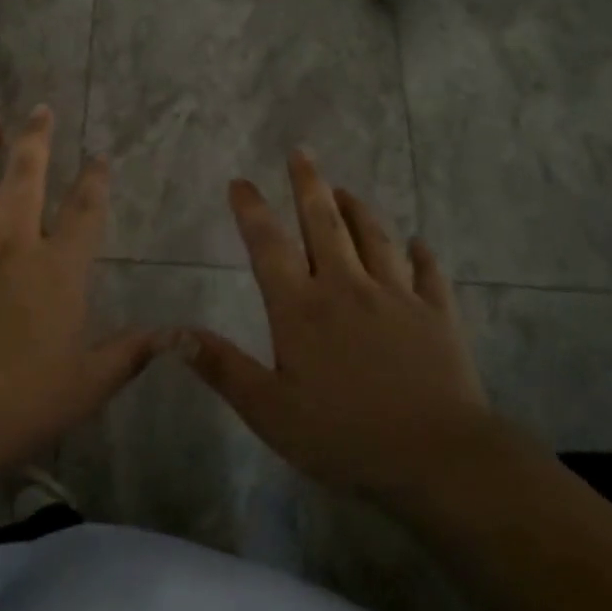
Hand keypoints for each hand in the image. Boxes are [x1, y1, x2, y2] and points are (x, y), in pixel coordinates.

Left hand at [0, 105, 160, 478]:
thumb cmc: (14, 406)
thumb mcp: (85, 386)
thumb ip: (129, 354)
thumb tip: (177, 336)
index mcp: (56, 269)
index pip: (84, 212)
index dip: (94, 181)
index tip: (98, 156)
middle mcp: (10, 241)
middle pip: (27, 176)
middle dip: (36, 139)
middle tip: (40, 107)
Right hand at [183, 150, 495, 502]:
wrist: (437, 458)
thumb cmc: (344, 436)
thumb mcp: (269, 411)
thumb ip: (222, 368)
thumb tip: (173, 333)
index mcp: (301, 308)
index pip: (269, 246)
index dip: (252, 210)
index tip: (240, 181)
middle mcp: (347, 288)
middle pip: (324, 224)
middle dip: (309, 185)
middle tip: (301, 152)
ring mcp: (397, 297)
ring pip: (375, 238)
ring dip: (358, 209)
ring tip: (346, 189)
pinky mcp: (437, 315)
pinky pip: (428, 274)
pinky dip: (421, 255)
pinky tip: (419, 243)